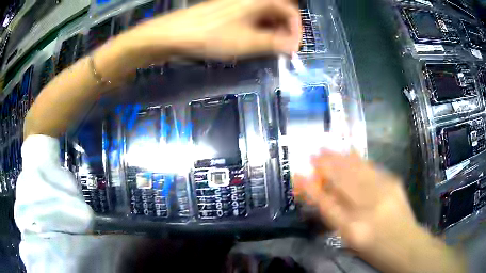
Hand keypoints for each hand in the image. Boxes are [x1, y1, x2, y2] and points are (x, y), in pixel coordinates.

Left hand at [123, 0, 300, 63]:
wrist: (175, 33)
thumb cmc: (212, 36)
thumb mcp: (248, 43)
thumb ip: (275, 44)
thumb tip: (293, 46)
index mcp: (259, 1)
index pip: (289, 10)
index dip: (296, 28)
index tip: (294, 45)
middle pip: (278, 9)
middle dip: (285, 27)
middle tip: (283, 45)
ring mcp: (237, 3)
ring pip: (264, 12)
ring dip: (272, 27)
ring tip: (270, 45)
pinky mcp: (227, 9)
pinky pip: (251, 15)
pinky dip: (258, 26)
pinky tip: (253, 38)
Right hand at [294, 150, 465, 272]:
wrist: (407, 245)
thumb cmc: (376, 250)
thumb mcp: (352, 241)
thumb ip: (337, 219)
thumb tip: (323, 197)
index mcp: (353, 229)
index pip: (326, 205)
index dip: (311, 189)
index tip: (299, 174)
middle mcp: (368, 208)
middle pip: (342, 182)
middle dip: (325, 166)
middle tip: (313, 153)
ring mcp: (383, 192)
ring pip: (356, 170)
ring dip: (339, 158)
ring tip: (327, 147)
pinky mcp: (394, 182)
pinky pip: (372, 168)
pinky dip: (358, 159)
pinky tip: (350, 152)